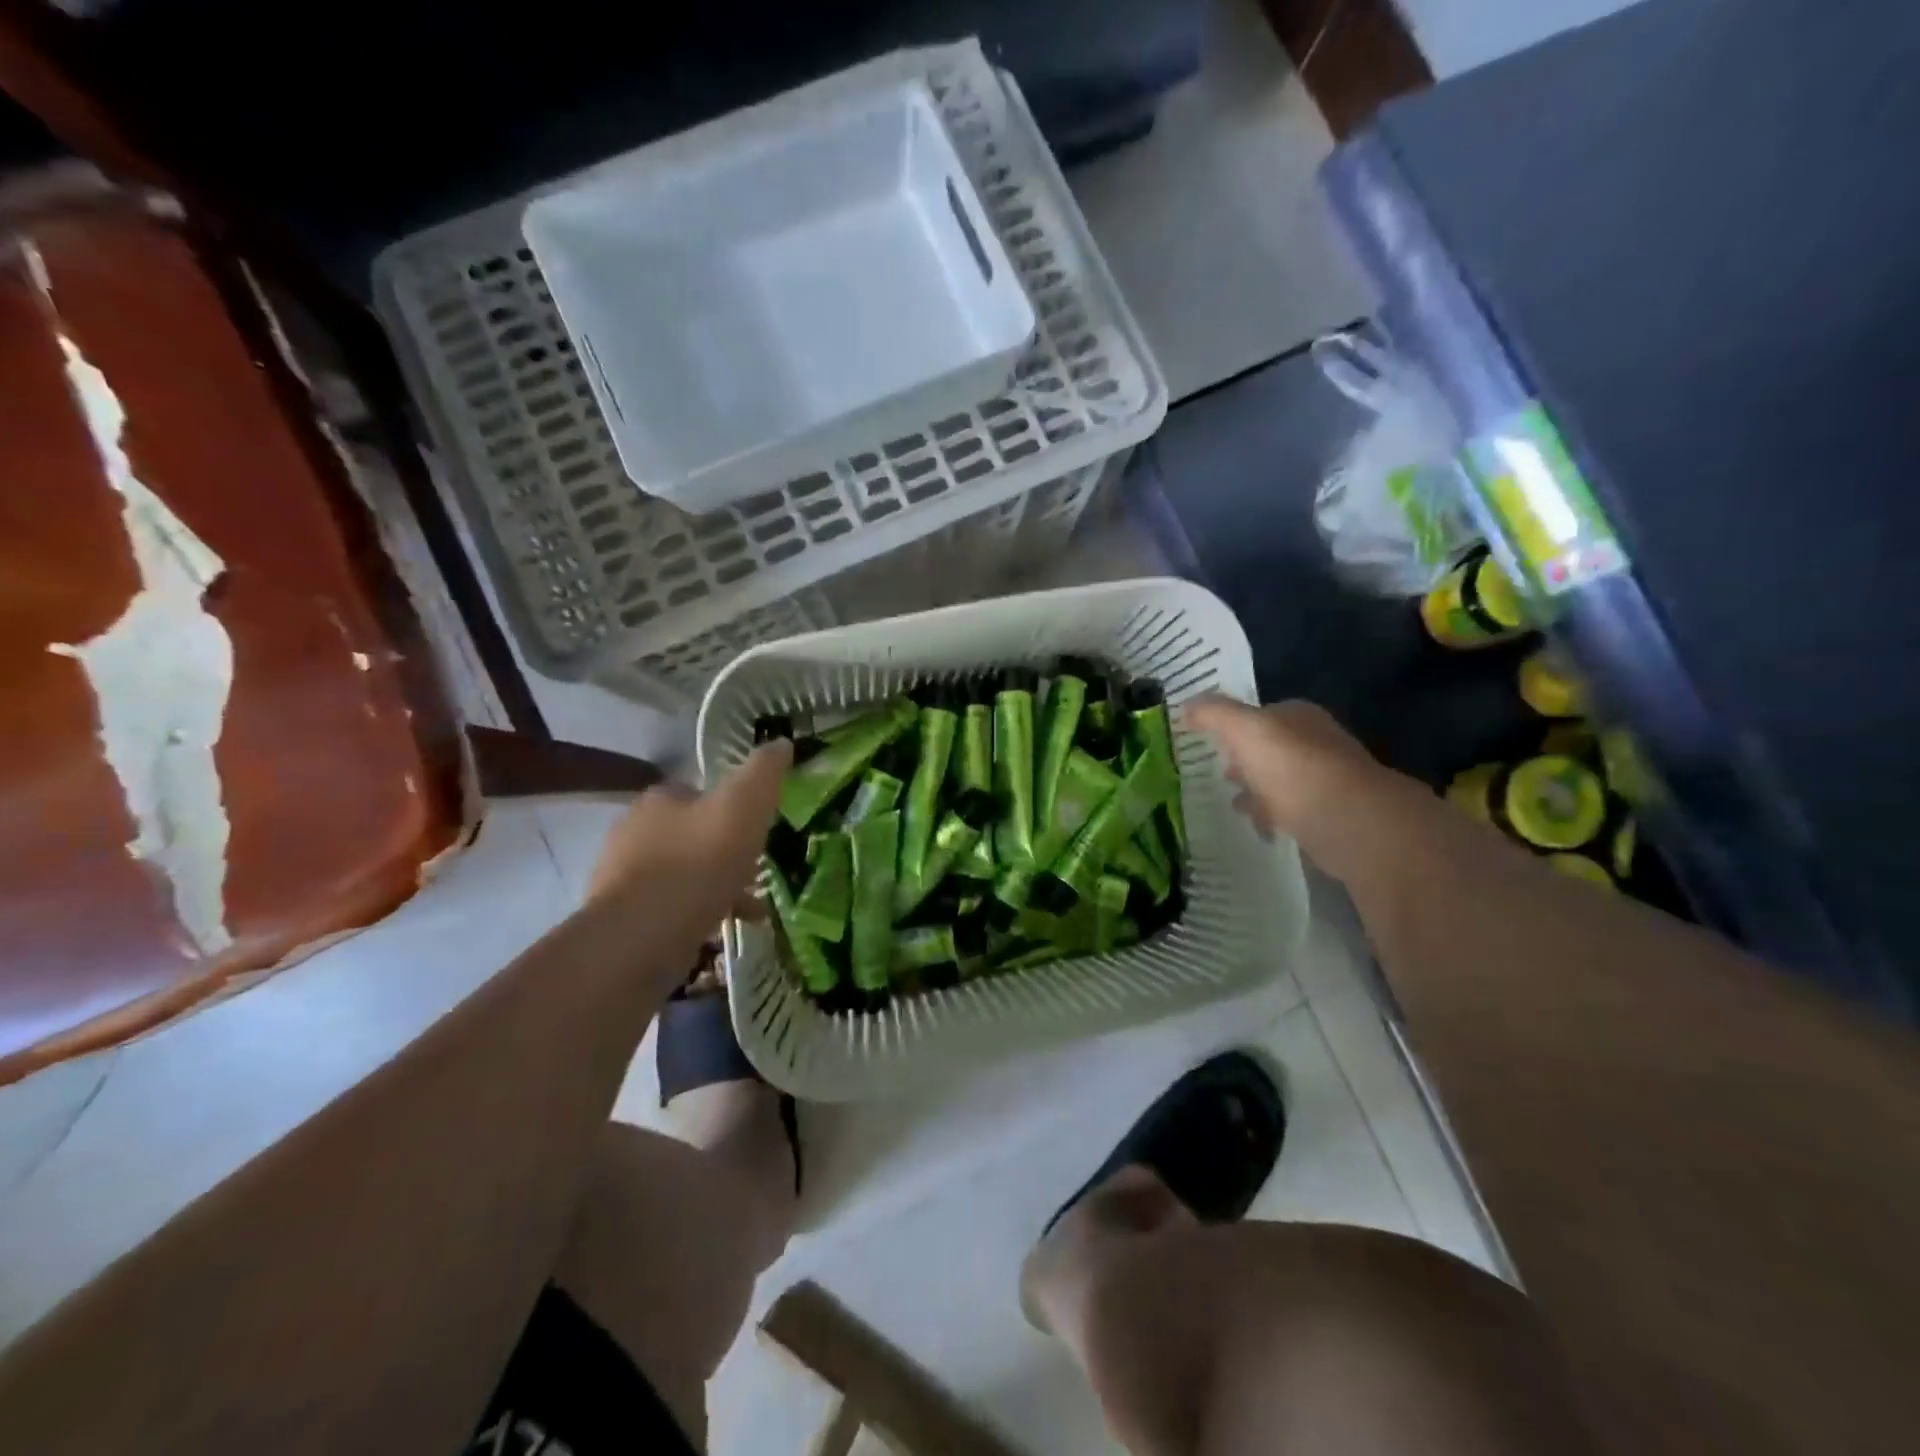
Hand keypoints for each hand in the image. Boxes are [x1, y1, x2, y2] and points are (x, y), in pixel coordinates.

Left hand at [587, 741, 790, 938]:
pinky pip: (669, 910)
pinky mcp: (622, 920)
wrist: (644, 934)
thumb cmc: (698, 861)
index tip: (754, 828)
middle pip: (688, 835)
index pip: (695, 792)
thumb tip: (782, 742)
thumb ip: (764, 773)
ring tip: (748, 906)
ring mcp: (622, 878)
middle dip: (720, 850)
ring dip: (712, 885)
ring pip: (680, 874)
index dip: (728, 807)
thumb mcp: (745, 806)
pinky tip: (722, 928)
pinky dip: (697, 915)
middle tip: (754, 869)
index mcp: (658, 800)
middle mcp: (632, 832)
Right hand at [1183, 697, 1420, 883]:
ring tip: (1233, 804)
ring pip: (1282, 780)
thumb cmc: (1291, 766)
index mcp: (1299, 715)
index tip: (1211, 744)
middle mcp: (1317, 741)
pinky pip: (1293, 811)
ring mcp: (1328, 779)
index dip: (1235, 727)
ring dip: (1259, 790)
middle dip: (1247, 760)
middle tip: (1221, 775)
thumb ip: (1213, 714)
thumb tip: (1186, 706)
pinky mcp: (1332, 814)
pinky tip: (1259, 827)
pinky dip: (1274, 816)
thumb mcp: (1242, 729)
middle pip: (1272, 748)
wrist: (1346, 819)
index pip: (1262, 714)